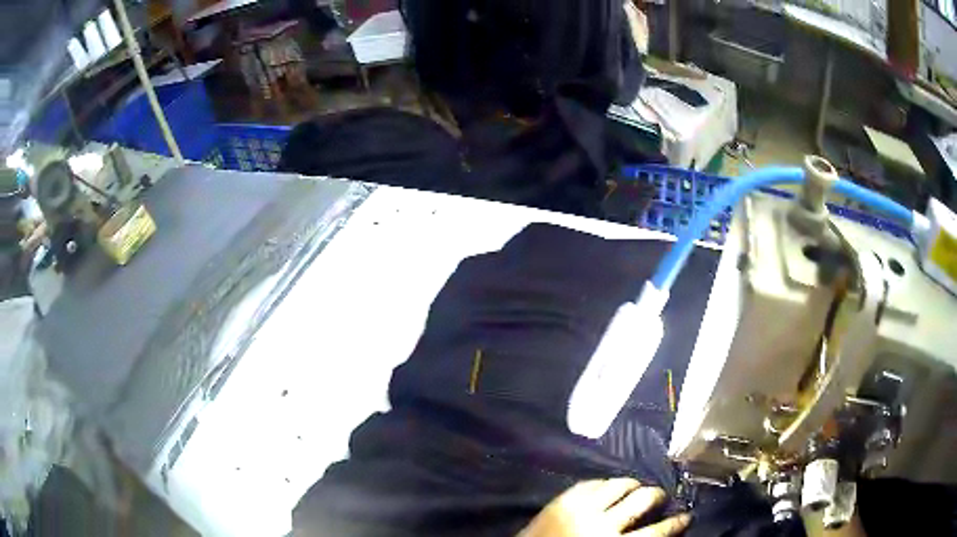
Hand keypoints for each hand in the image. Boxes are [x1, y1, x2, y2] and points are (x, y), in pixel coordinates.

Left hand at [519, 478, 690, 535]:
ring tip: (637, 488)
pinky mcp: (562, 499)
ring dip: (633, 485)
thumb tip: (656, 531)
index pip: (657, 532)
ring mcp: (581, 508)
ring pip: (619, 485)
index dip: (676, 523)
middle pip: (642, 500)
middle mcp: (602, 524)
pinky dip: (605, 483)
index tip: (687, 516)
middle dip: (657, 496)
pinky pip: (592, 482)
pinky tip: (609, 487)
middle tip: (660, 497)